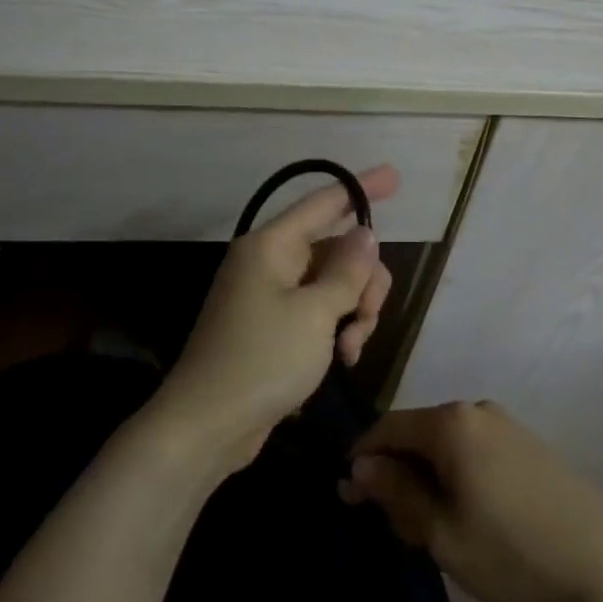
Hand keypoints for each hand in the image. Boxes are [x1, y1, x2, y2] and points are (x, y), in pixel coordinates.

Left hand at [152, 166, 398, 474]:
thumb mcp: (316, 313)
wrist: (207, 426)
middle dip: (364, 281)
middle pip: (336, 250)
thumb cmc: (262, 360)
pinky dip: (336, 330)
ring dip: (354, 312)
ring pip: (333, 285)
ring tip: (350, 349)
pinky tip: (343, 359)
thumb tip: (364, 233)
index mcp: (271, 246)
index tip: (395, 175)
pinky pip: (318, 312)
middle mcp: (269, 263)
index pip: (324, 203)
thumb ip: (347, 271)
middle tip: (368, 316)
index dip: (361, 188)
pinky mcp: (273, 328)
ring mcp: (269, 296)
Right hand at [342, 401, 602, 601]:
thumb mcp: (441, 532)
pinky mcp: (528, 444)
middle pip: (417, 434)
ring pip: (446, 444)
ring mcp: (506, 424)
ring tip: (430, 527)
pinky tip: (466, 513)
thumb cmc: (512, 551)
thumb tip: (361, 467)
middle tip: (394, 526)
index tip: (349, 498)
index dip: (362, 460)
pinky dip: (456, 475)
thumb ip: (396, 493)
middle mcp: (476, 410)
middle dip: (396, 474)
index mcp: (450, 424)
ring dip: (427, 478)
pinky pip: (473, 449)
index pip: (386, 428)